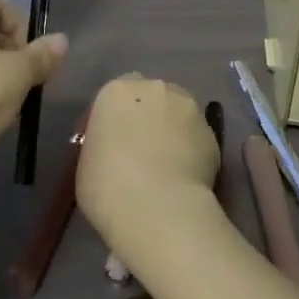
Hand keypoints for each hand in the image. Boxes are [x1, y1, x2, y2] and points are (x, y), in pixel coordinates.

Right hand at [76, 74, 219, 256]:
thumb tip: (115, 148)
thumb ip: (102, 143)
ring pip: (179, 111)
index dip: (119, 115)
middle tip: (143, 149)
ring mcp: (187, 107)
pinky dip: (193, 150)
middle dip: (149, 115)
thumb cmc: (108, 188)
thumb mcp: (86, 163)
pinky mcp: (212, 132)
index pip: (118, 92)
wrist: (157, 210)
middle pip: (151, 95)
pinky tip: (186, 177)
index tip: (116, 140)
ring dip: (173, 128)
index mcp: (117, 92)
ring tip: (169, 164)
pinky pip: (197, 137)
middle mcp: (154, 88)